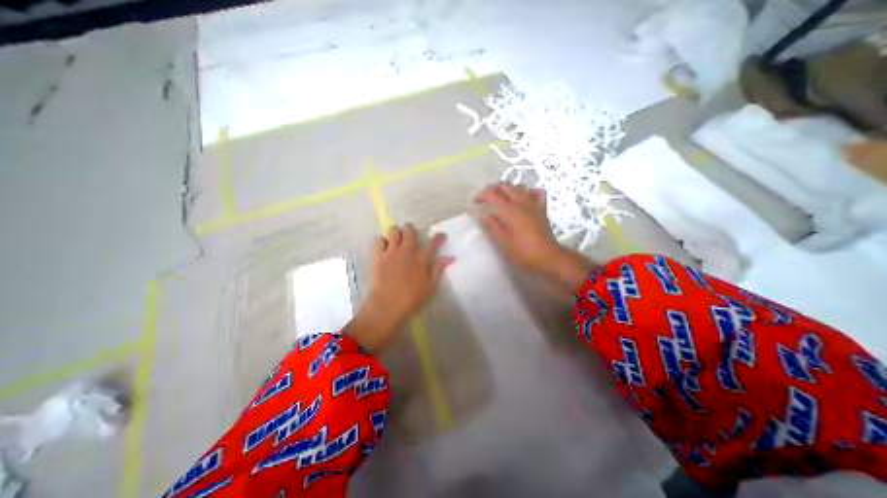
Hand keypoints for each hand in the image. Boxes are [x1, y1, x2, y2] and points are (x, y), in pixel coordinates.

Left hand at [343, 222, 452, 353]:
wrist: (387, 306)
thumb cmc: (411, 298)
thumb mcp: (430, 286)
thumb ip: (438, 269)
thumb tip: (450, 257)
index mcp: (421, 259)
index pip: (432, 243)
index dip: (438, 237)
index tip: (441, 235)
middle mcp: (406, 251)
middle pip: (409, 230)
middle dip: (411, 230)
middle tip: (410, 238)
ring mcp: (391, 252)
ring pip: (393, 230)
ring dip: (395, 235)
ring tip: (395, 243)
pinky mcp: (377, 256)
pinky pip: (378, 240)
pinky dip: (381, 243)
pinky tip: (383, 250)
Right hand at [470, 183, 594, 291]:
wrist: (547, 257)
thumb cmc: (522, 251)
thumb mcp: (502, 241)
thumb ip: (490, 225)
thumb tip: (480, 214)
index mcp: (509, 210)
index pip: (492, 194)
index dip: (481, 195)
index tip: (474, 203)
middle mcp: (521, 202)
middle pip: (505, 186)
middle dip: (492, 189)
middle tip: (485, 199)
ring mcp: (533, 204)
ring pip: (520, 187)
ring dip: (508, 189)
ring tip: (501, 199)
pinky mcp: (542, 209)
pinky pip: (536, 193)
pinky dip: (528, 192)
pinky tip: (524, 198)